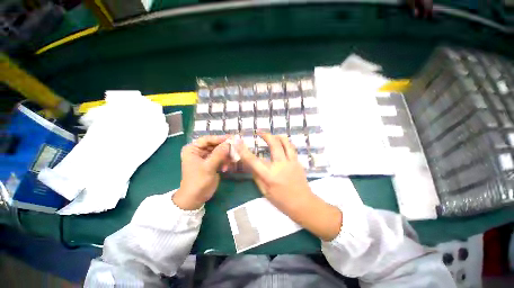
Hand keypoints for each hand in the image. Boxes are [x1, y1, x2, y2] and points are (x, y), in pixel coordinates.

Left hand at [173, 135, 230, 209]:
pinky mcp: (211, 163)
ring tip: (233, 158)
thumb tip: (229, 143)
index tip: (231, 138)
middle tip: (236, 147)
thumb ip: (218, 154)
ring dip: (226, 155)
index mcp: (193, 149)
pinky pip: (220, 158)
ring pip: (219, 151)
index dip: (219, 138)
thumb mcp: (208, 167)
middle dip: (225, 147)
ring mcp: (205, 157)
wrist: (195, 198)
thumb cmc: (198, 181)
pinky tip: (228, 167)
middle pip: (214, 145)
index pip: (207, 139)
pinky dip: (225, 161)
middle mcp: (199, 151)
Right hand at [235, 132, 342, 240]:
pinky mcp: (297, 162)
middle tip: (259, 132)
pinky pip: (291, 148)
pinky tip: (281, 142)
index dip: (244, 150)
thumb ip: (257, 177)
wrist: (303, 203)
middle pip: (274, 144)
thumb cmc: (282, 201)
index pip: (253, 161)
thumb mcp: (265, 192)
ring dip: (277, 136)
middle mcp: (280, 166)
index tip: (238, 142)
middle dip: (265, 135)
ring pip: (285, 142)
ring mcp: (291, 162)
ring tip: (271, 135)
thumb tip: (252, 165)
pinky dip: (285, 142)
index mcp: (269, 176)